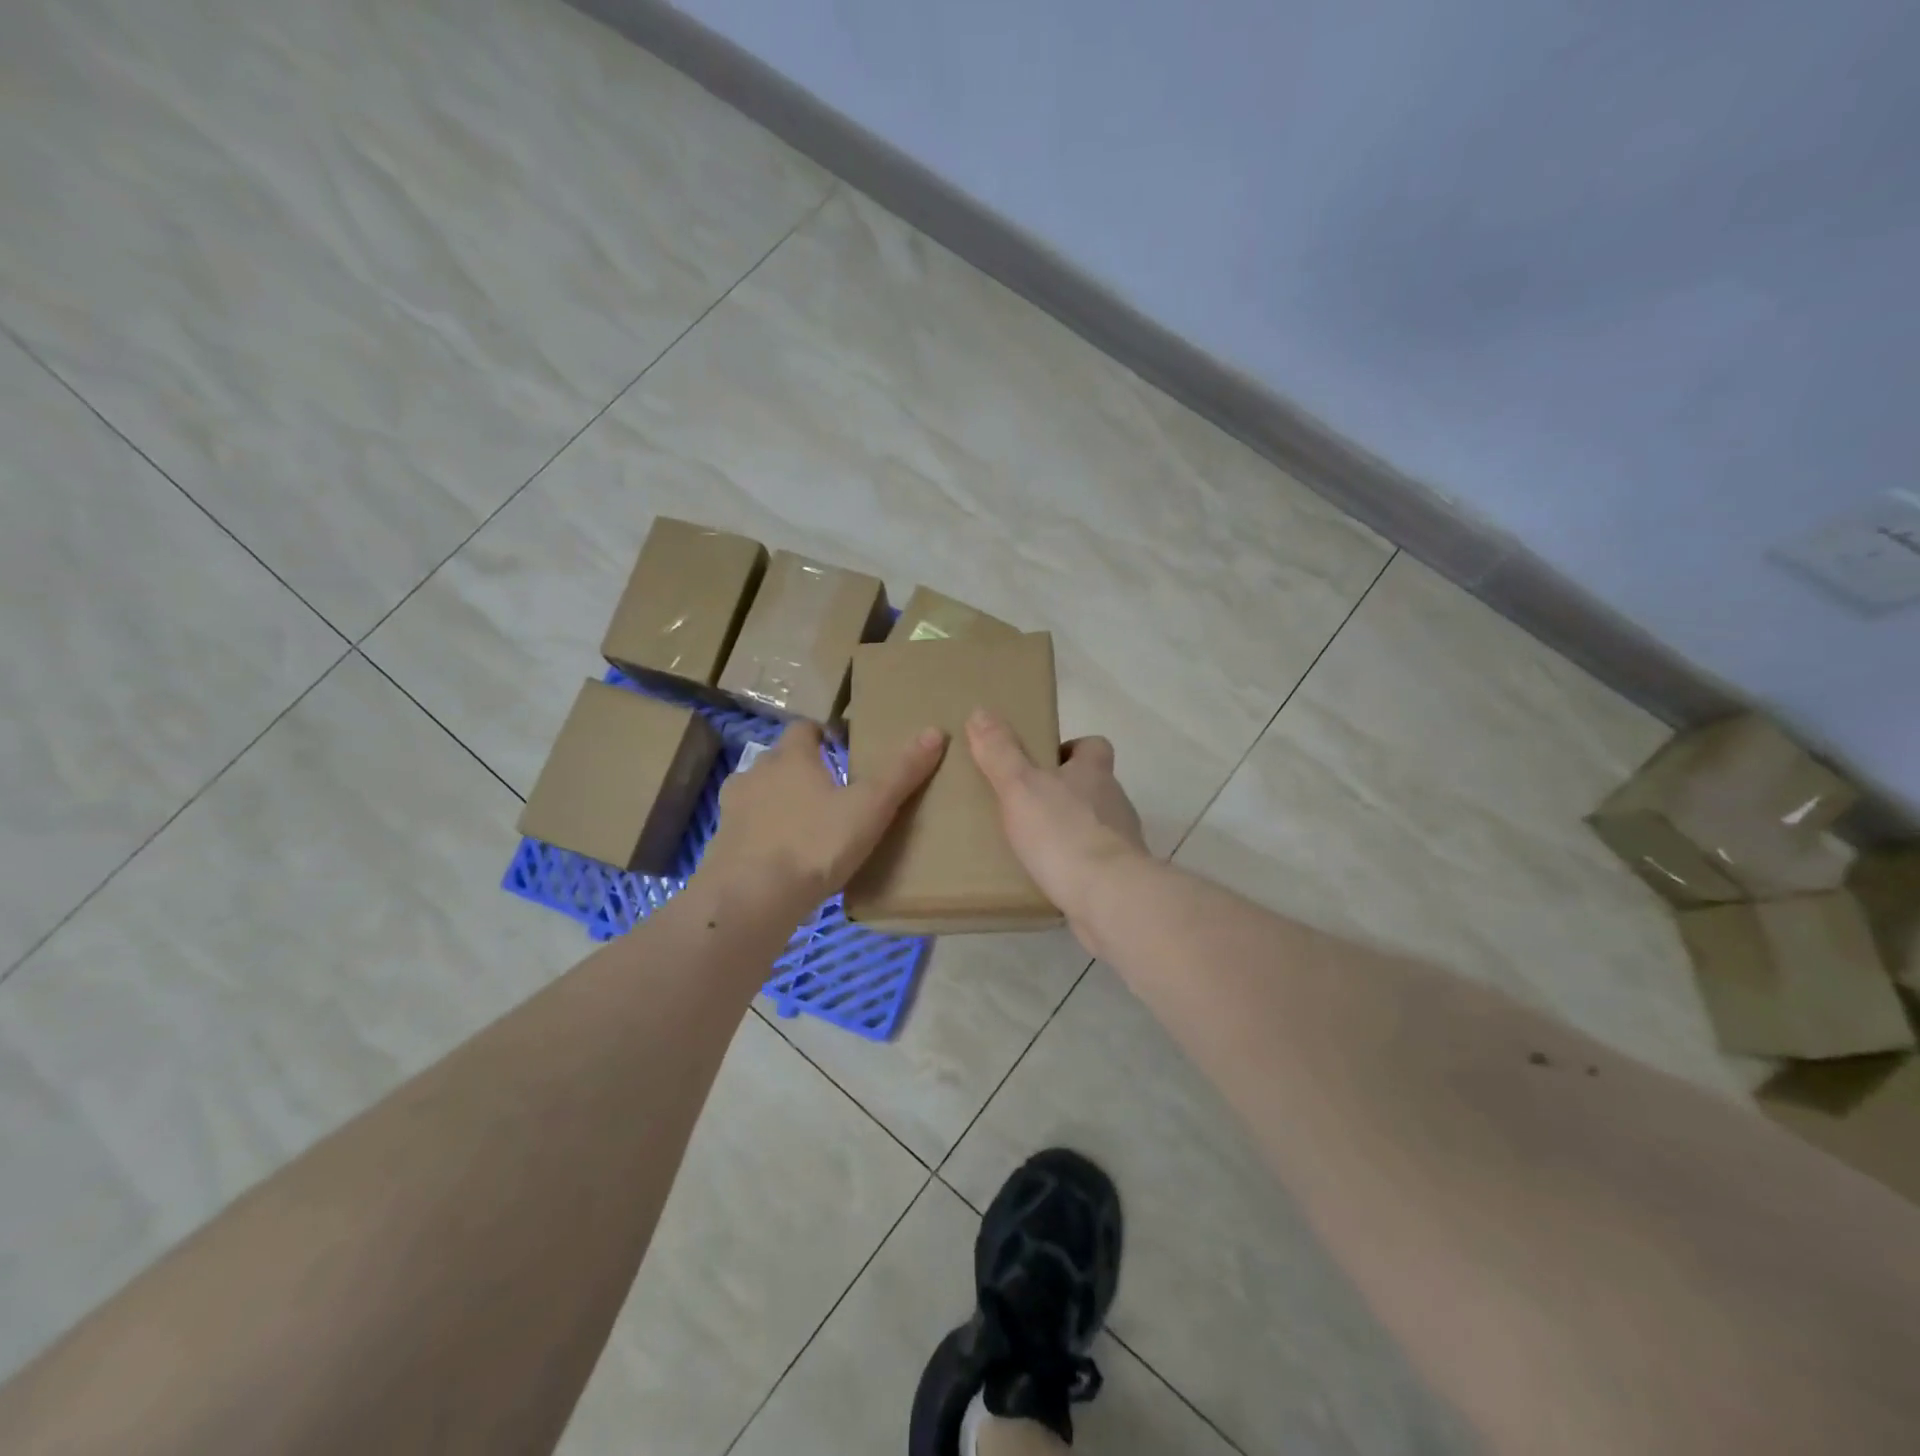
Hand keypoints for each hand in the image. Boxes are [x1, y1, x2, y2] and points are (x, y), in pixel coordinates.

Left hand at [702, 720, 946, 919]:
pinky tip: (783, 858)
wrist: (751, 898)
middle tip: (833, 791)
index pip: (804, 729)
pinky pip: (748, 829)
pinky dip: (764, 835)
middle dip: (803, 770)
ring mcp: (733, 810)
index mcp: (791, 757)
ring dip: (780, 802)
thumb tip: (936, 732)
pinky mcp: (722, 845)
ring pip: (760, 794)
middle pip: (781, 760)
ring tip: (808, 825)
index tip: (843, 748)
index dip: (823, 734)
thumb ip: (901, 772)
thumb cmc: (815, 843)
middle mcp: (756, 773)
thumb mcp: (870, 807)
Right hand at [967, 709, 1146, 936]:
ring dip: (1070, 829)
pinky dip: (1076, 864)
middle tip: (1028, 804)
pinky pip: (1095, 861)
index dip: (1071, 748)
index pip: (1094, 746)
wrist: (1108, 895)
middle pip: (1094, 785)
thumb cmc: (1062, 832)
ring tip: (1033, 844)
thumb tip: (981, 711)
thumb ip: (1000, 752)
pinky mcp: (1121, 875)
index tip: (1044, 761)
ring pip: (1095, 824)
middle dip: (1065, 791)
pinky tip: (1050, 876)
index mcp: (1094, 771)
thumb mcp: (1020, 786)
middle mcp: (1114, 800)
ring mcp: (1122, 839)